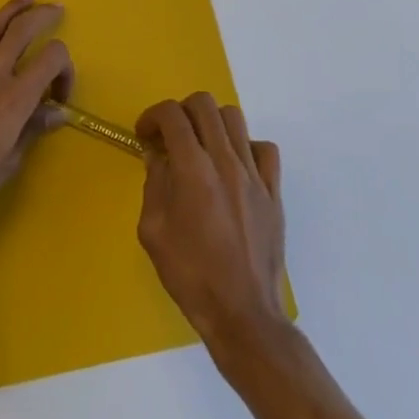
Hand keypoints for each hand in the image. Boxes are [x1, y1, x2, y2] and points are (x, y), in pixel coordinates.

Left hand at [0, 0, 73, 240]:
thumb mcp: (9, 163)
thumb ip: (33, 130)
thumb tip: (57, 112)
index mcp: (16, 98)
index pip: (51, 59)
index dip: (65, 67)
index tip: (59, 93)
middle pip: (21, 31)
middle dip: (41, 16)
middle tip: (54, 9)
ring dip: (10, 10)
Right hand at [136, 93, 288, 349]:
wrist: (242, 314)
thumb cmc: (190, 275)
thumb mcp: (153, 231)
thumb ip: (153, 184)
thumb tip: (157, 156)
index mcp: (193, 170)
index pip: (172, 115)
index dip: (152, 116)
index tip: (144, 136)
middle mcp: (225, 161)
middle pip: (204, 104)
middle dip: (180, 111)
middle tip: (170, 137)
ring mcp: (254, 175)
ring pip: (235, 118)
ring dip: (211, 123)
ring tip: (201, 147)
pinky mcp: (273, 192)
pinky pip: (264, 149)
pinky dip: (245, 147)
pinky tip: (233, 168)